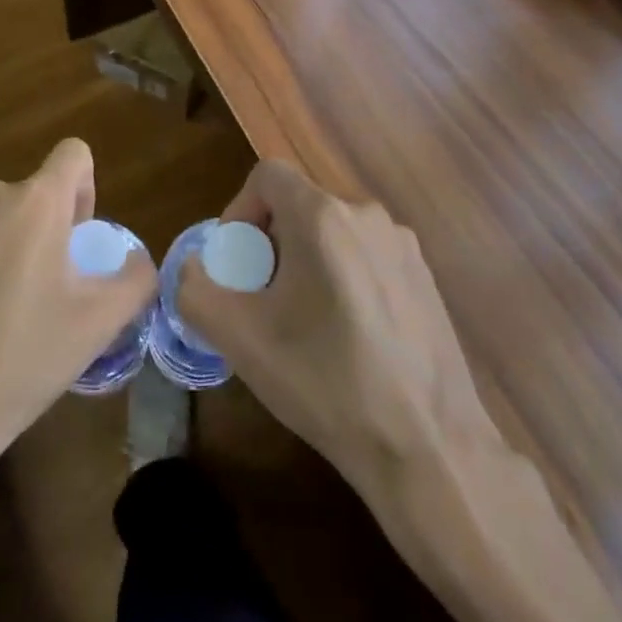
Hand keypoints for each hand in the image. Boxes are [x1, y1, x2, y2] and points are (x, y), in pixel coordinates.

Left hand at [0, 139, 154, 542]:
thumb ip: (136, 280)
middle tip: (51, 289)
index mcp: (35, 202)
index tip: (79, 240)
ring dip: (10, 248)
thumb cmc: (22, 356)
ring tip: (7, 313)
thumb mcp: (99, 324)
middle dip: (49, 229)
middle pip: (34, 194)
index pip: (73, 154)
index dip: (87, 188)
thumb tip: (138, 263)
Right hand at [177, 161, 495, 508]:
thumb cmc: (325, 383)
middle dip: (272, 241)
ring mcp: (403, 243)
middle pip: (301, 204)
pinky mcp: (426, 274)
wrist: (428, 447)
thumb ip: (196, 290)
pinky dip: (345, 276)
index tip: (238, 263)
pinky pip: (368, 255)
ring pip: (335, 231)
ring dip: (308, 260)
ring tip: (305, 322)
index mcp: (322, 216)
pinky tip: (349, 336)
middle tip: (265, 298)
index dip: (240, 210)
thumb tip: (193, 268)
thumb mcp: (240, 340)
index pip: (268, 175)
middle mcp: (366, 213)